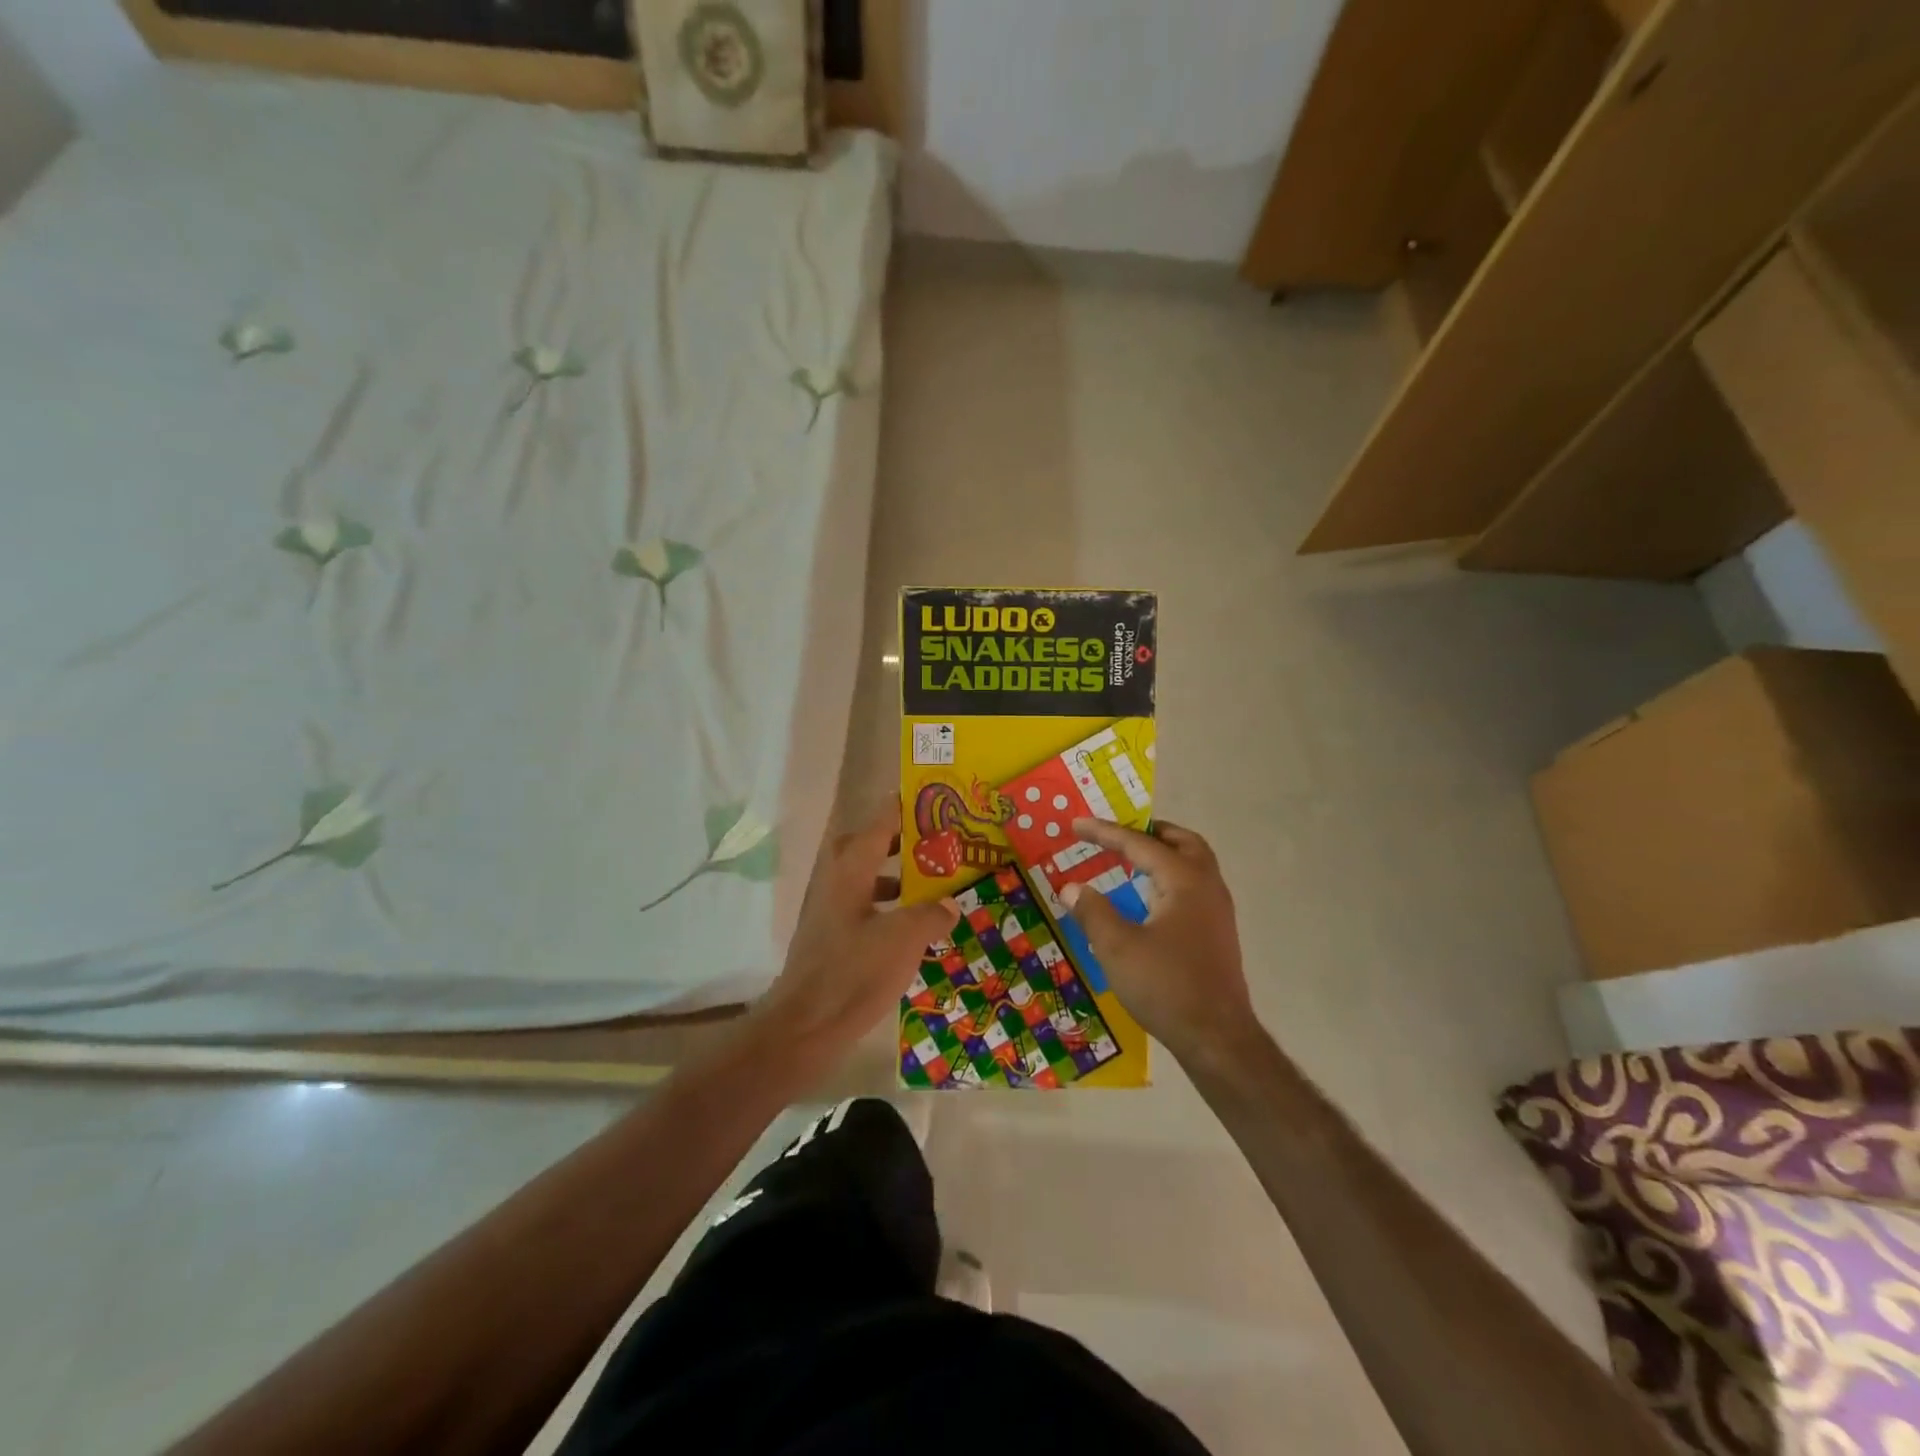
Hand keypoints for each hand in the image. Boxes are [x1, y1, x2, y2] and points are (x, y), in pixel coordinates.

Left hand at [753, 804, 956, 1059]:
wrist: (805, 1026)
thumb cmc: (853, 973)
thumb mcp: (903, 940)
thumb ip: (931, 914)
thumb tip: (950, 903)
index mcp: (851, 868)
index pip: (881, 820)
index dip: (907, 806)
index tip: (935, 797)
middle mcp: (837, 879)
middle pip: (871, 844)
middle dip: (904, 839)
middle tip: (939, 841)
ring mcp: (831, 907)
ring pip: (868, 875)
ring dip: (898, 874)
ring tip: (935, 882)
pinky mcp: (833, 934)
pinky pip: (866, 904)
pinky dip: (890, 905)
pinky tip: (914, 927)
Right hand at [1061, 819, 1254, 1067]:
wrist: (1217, 1038)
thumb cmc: (1166, 986)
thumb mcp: (1117, 948)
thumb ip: (1092, 911)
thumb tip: (1071, 887)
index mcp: (1184, 880)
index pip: (1140, 844)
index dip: (1105, 832)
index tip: (1076, 824)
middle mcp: (1207, 887)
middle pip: (1182, 842)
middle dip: (1149, 832)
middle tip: (1118, 834)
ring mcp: (1217, 911)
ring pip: (1194, 864)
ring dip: (1164, 854)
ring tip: (1132, 860)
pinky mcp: (1218, 934)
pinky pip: (1194, 887)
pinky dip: (1171, 877)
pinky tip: (1150, 899)